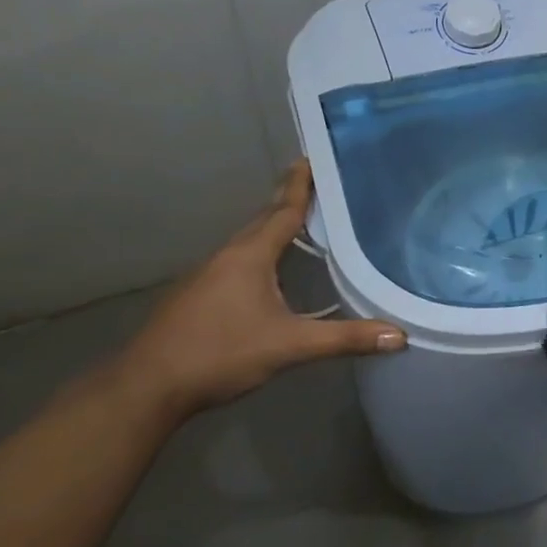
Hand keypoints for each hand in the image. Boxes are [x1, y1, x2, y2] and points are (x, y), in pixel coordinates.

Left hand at [117, 160, 404, 419]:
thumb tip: (400, 336)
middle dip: (287, 201)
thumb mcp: (290, 346)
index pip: (283, 211)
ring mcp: (206, 276)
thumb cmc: (220, 354)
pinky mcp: (196, 297)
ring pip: (247, 242)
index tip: (310, 158)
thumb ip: (345, 339)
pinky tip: (267, 272)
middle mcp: (227, 257)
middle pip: (263, 220)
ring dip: (271, 228)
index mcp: (250, 256)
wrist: (146, 388)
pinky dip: (257, 253)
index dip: (299, 186)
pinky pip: (235, 261)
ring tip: (298, 223)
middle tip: (313, 184)